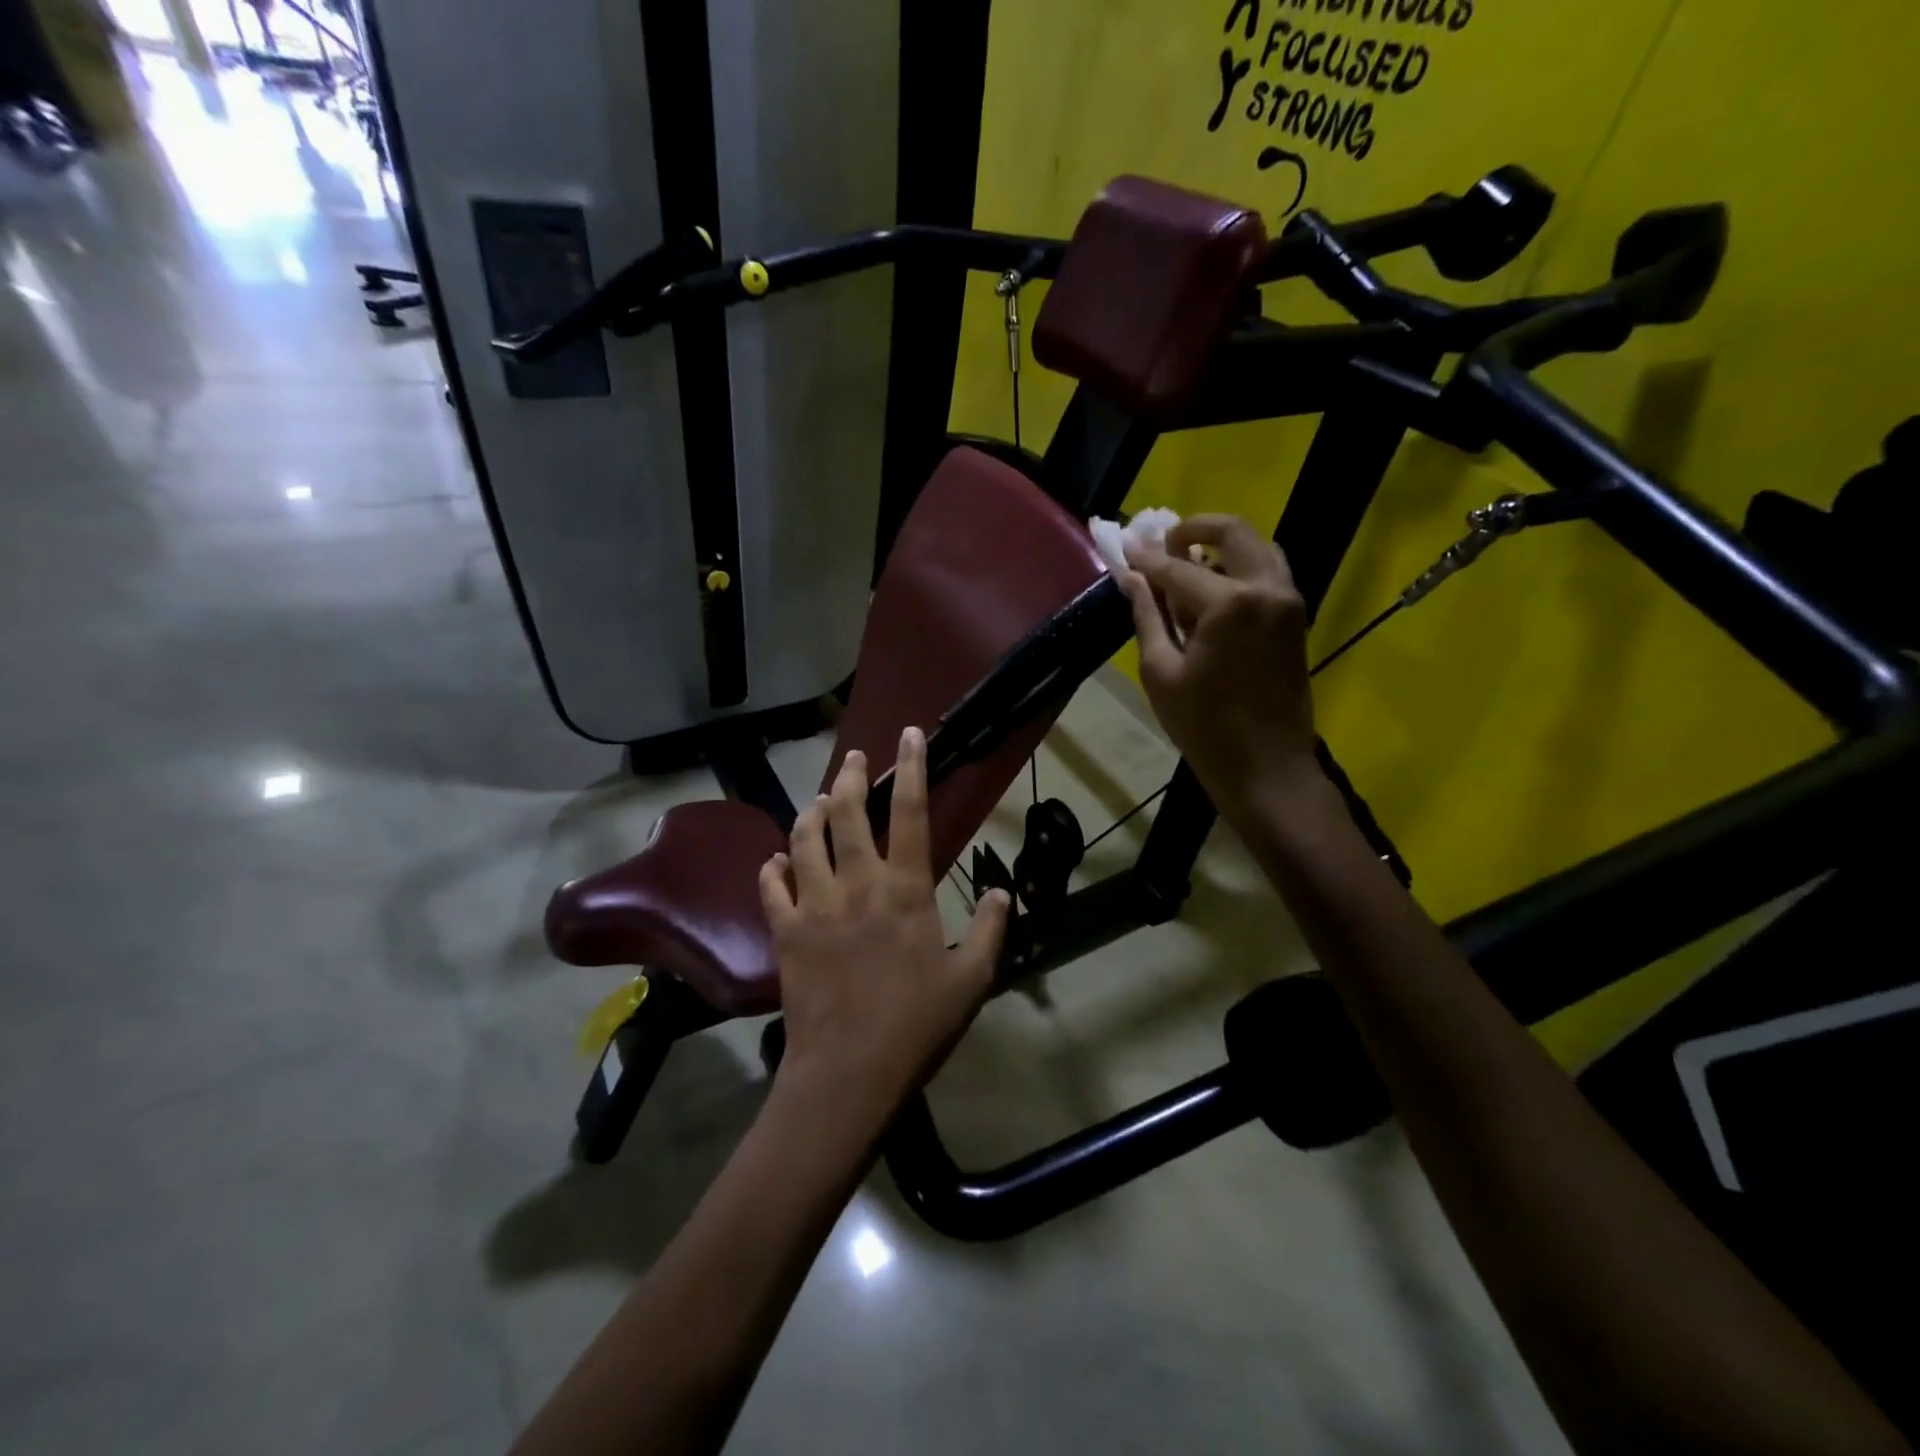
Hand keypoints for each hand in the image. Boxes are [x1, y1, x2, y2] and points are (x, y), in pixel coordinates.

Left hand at [759, 727, 1011, 1116]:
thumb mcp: (972, 979)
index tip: (908, 735)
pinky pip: (770, 886)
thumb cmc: (918, 1024)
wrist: (850, 1071)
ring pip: (802, 840)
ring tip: (816, 801)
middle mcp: (856, 883)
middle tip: (853, 760)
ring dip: (809, 813)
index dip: (911, 767)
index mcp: (905, 888)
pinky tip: (776, 861)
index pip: (909, 811)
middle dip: (848, 777)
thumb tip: (1002, 892)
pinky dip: (772, 866)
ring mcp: (814, 905)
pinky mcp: (784, 932)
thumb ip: (992, 930)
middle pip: (844, 813)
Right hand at [1121, 515, 1319, 811]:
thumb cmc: (1204, 725)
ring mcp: (1289, 600)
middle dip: (1193, 529)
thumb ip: (1148, 615)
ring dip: (1221, 546)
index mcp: (1231, 602)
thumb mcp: (1161, 671)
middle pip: (1232, 532)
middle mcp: (1267, 588)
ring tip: (1186, 565)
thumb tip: (1131, 577)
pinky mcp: (1296, 617)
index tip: (1125, 545)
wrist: (1267, 766)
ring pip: (1257, 547)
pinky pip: (1268, 572)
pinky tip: (1212, 592)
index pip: (1178, 567)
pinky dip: (1240, 568)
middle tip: (1163, 544)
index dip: (1146, 558)